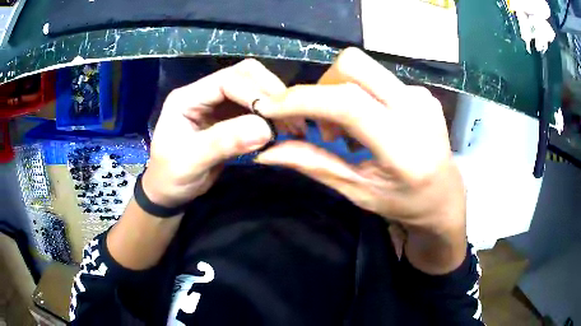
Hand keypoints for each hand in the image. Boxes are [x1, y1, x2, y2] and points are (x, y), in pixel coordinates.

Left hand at [143, 59, 286, 207]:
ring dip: (274, 104)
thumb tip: (265, 129)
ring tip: (292, 126)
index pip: (228, 80)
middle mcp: (204, 94)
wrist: (168, 191)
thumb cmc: (170, 176)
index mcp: (188, 97)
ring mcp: (217, 104)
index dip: (255, 93)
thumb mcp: (191, 161)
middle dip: (270, 92)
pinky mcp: (228, 117)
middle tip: (292, 118)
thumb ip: (223, 142)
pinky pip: (255, 108)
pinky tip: (281, 130)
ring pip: (253, 89)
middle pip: (244, 76)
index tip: (277, 115)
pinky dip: (271, 117)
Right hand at [254, 48, 466, 272]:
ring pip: (364, 69)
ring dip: (342, 93)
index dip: (302, 99)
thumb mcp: (359, 193)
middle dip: (323, 87)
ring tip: (350, 132)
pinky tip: (372, 124)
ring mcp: (423, 97)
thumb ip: (314, 164)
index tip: (270, 107)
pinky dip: (362, 96)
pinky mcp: (423, 93)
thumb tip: (267, 151)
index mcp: (404, 147)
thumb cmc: (405, 204)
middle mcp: (417, 111)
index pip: (348, 103)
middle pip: (353, 65)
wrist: (446, 197)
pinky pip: (378, 79)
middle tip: (326, 125)